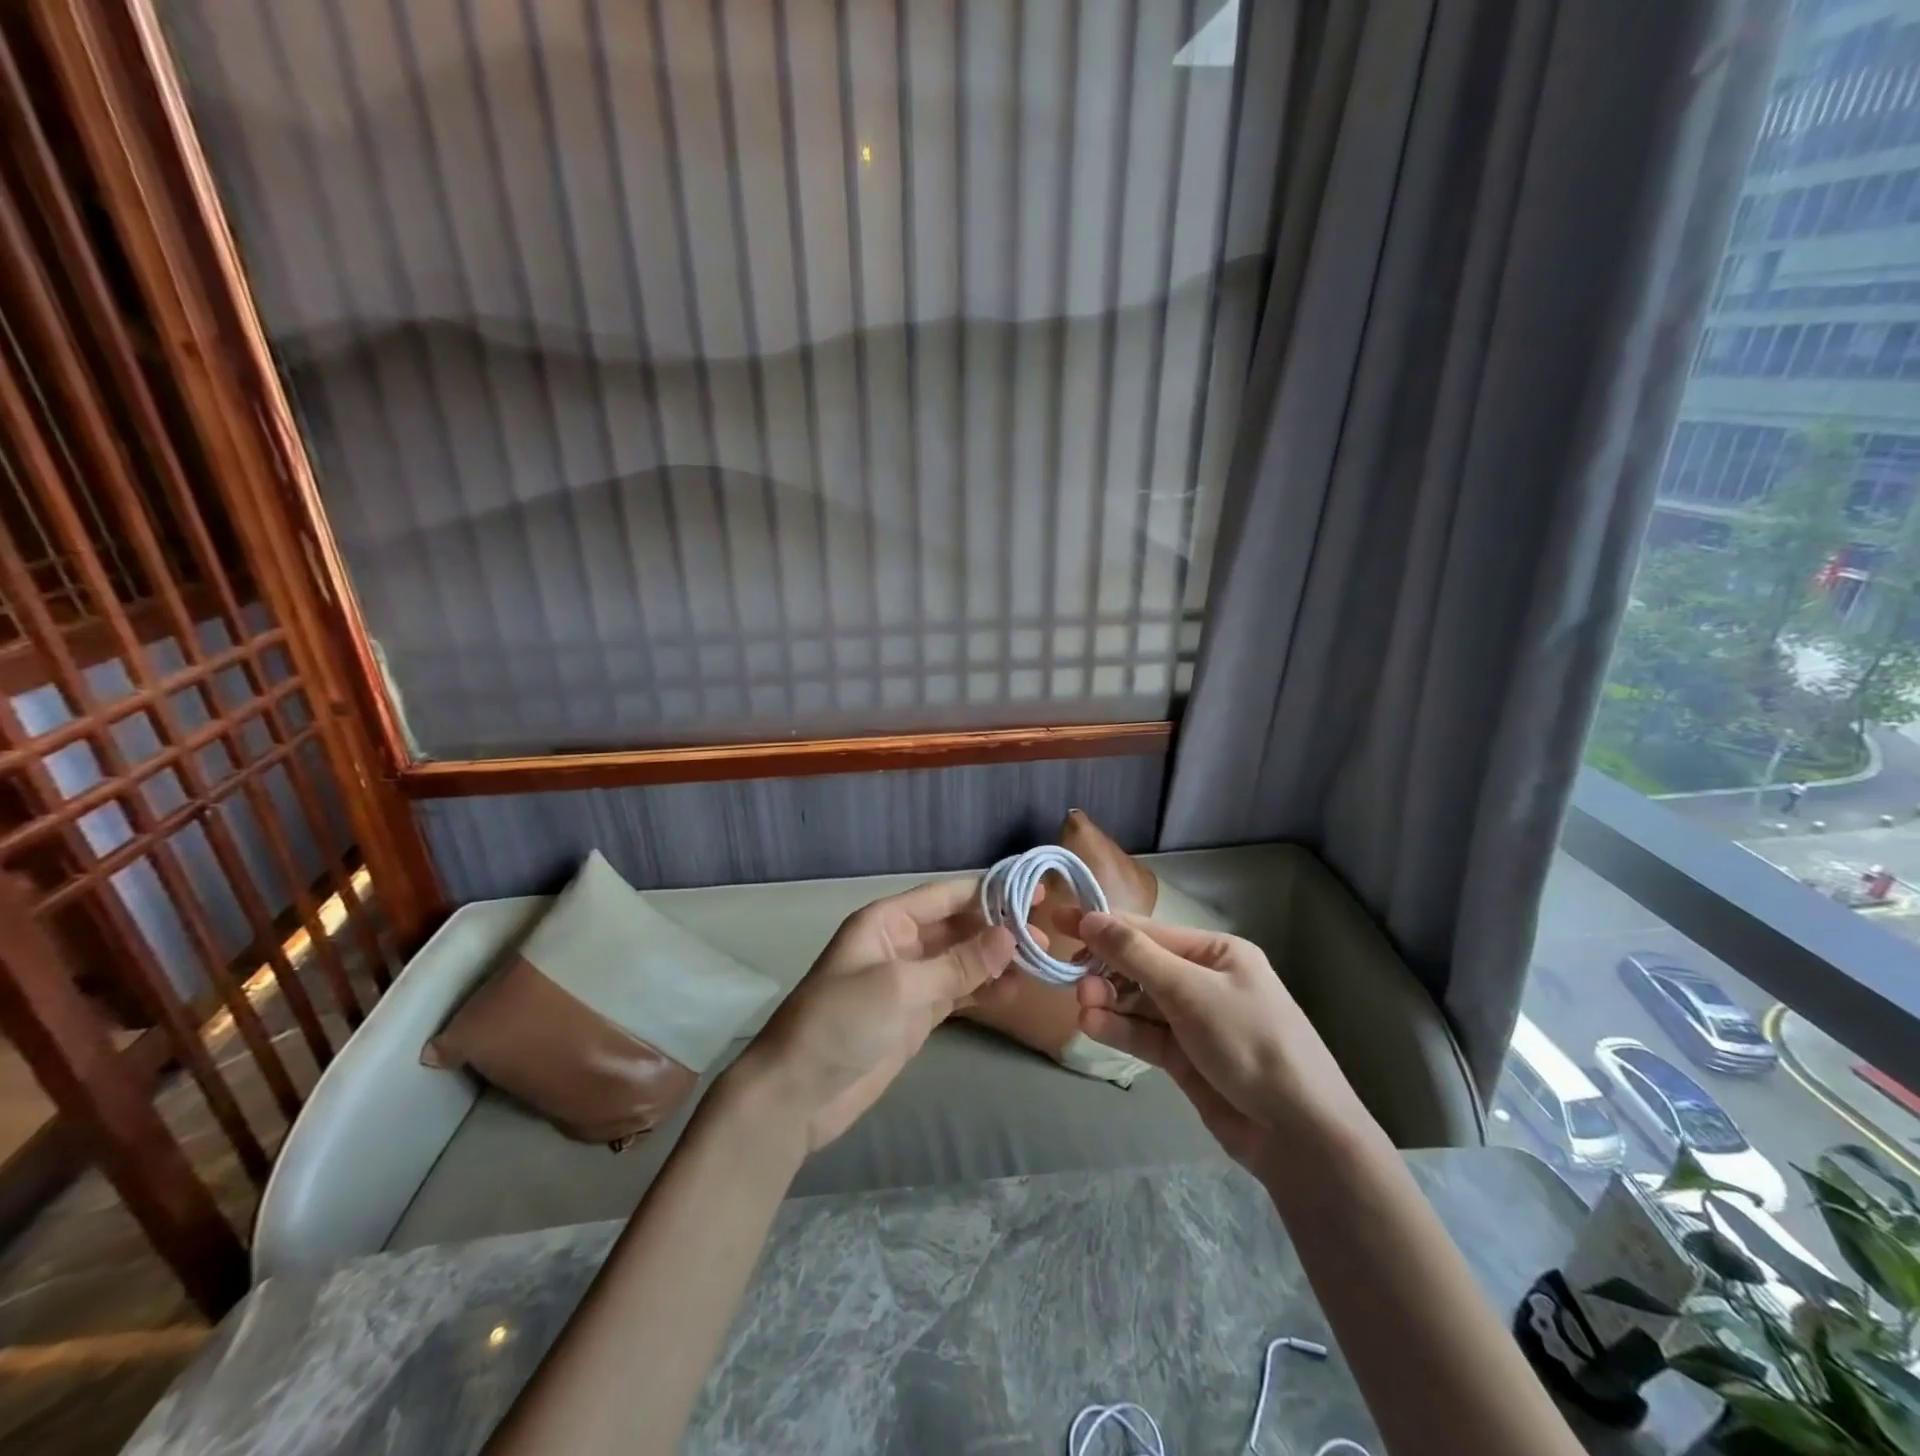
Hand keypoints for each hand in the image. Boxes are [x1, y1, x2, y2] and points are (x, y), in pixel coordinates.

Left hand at [736, 878, 1021, 1151]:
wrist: (797, 1094)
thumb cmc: (841, 1023)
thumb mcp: (900, 986)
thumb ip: (958, 963)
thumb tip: (1011, 936)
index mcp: (887, 921)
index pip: (947, 895)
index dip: (990, 891)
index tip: (1036, 894)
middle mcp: (901, 943)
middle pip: (958, 926)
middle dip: (999, 929)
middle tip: (1047, 938)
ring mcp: (909, 980)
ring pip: (962, 960)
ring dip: (996, 961)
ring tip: (1041, 964)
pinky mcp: (916, 1015)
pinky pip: (958, 992)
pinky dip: (984, 990)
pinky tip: (1014, 991)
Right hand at [1071, 911, 1377, 1179]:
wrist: (1300, 1135)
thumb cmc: (1250, 1043)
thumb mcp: (1191, 991)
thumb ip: (1136, 956)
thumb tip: (1090, 918)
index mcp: (1215, 952)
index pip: (1148, 931)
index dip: (1103, 926)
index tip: (1060, 921)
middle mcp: (1203, 980)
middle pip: (1140, 966)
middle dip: (1105, 969)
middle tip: (1070, 977)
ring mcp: (1194, 1021)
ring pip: (1138, 1002)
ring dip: (1108, 1001)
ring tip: (1082, 1006)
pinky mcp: (1184, 1058)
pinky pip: (1144, 1034)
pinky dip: (1119, 1029)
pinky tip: (1092, 1026)